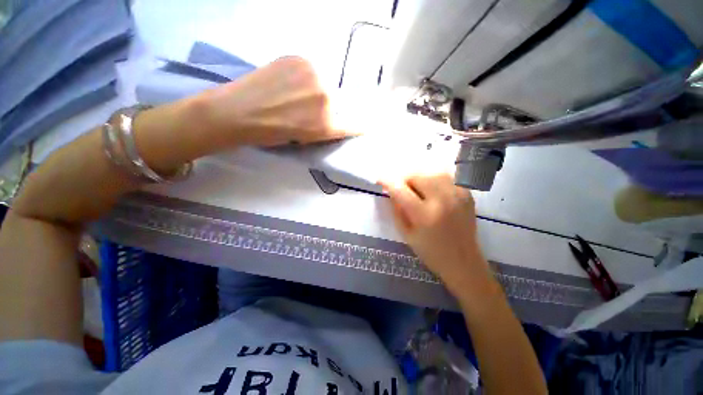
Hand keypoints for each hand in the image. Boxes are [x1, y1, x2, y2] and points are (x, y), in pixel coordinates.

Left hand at [201, 56, 355, 145]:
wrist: (237, 111)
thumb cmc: (270, 134)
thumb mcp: (304, 140)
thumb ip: (324, 130)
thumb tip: (333, 119)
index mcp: (326, 125)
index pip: (353, 124)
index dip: (358, 125)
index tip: (364, 125)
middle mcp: (326, 98)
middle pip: (339, 102)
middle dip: (330, 107)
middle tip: (311, 109)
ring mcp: (313, 74)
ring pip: (326, 84)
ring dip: (317, 91)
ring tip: (296, 95)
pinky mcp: (300, 58)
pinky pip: (311, 70)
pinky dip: (305, 77)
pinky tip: (290, 82)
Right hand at [382, 173, 493, 293]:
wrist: (463, 262)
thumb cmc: (430, 252)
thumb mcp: (406, 234)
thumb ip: (397, 210)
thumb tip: (391, 191)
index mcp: (424, 215)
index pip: (401, 190)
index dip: (387, 181)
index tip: (379, 179)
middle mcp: (442, 201)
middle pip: (417, 175)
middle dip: (404, 178)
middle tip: (401, 187)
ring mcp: (457, 195)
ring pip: (432, 172)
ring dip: (419, 176)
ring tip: (416, 187)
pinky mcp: (466, 194)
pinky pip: (446, 177)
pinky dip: (434, 179)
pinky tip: (431, 189)